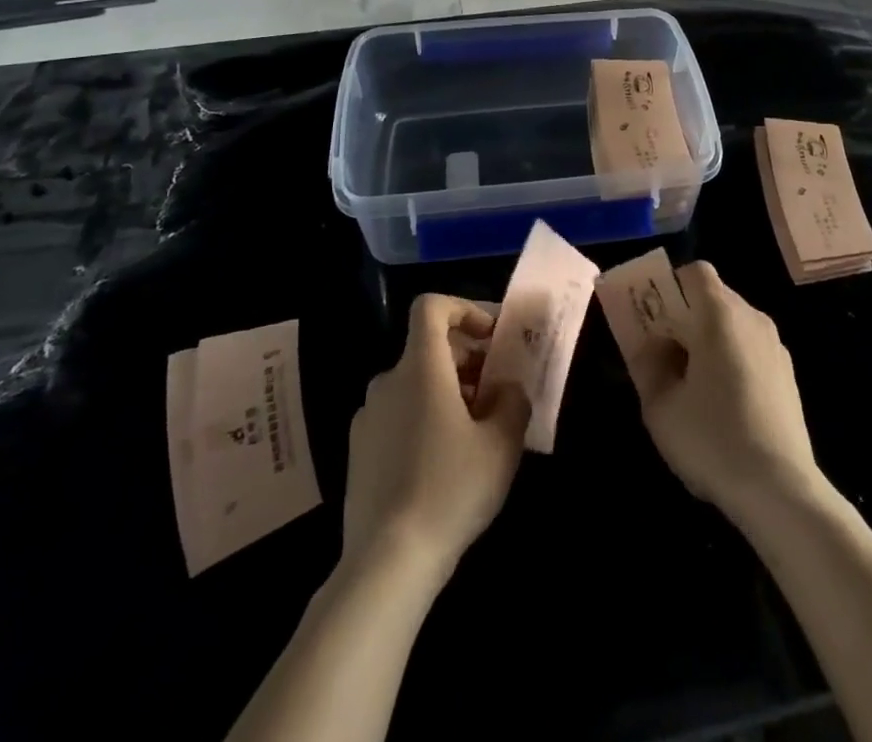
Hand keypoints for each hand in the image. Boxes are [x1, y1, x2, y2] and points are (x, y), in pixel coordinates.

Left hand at [342, 295, 530, 584]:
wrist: (386, 563)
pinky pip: (398, 415)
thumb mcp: (501, 444)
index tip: (491, 338)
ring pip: (414, 384)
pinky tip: (445, 463)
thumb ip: (512, 401)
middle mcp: (387, 382)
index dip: (464, 309)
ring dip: (448, 391)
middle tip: (498, 391)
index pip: (431, 307)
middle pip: (428, 348)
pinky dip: (425, 418)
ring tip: (477, 431)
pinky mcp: (359, 452)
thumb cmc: (450, 489)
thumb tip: (506, 388)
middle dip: (467, 359)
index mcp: (420, 368)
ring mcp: (368, 418)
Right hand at [625, 262, 824, 522]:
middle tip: (661, 352)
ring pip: (732, 323)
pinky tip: (721, 402)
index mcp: (720, 314)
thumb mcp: (660, 406)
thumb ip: (647, 364)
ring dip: (707, 338)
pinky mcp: (787, 373)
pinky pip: (749, 346)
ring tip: (689, 382)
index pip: (696, 272)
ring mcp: (774, 345)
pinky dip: (730, 357)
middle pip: (713, 297)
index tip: (653, 316)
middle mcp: (752, 318)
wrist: (780, 489)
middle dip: (684, 315)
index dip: (670, 284)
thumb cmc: (712, 439)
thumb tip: (648, 344)